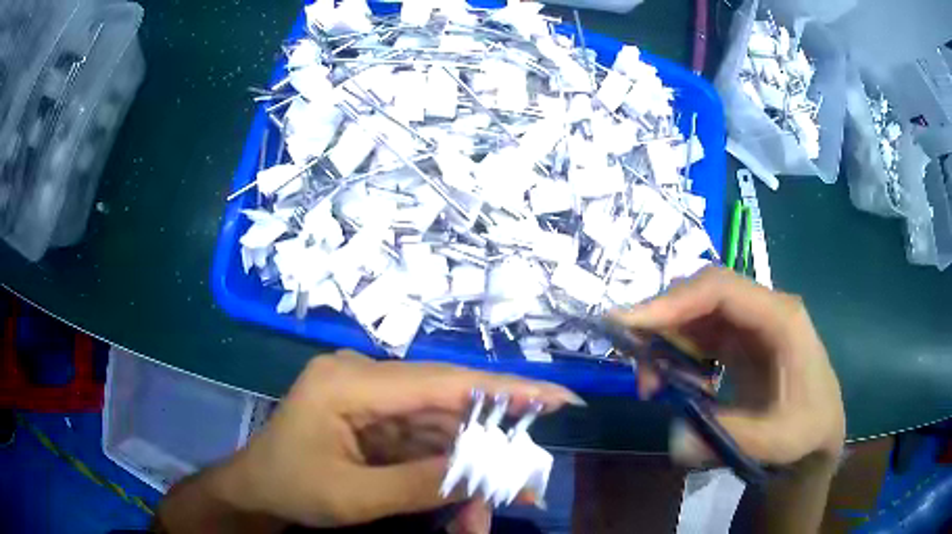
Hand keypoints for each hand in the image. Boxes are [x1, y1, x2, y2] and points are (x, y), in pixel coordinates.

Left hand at [204, 351, 582, 529]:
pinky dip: (447, 468)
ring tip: (490, 507)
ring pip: (440, 427)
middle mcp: (364, 376)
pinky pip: (423, 439)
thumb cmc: (291, 487)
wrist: (257, 489)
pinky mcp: (375, 415)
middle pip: (446, 406)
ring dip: (469, 466)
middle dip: (490, 445)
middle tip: (528, 479)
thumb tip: (486, 471)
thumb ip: (419, 484)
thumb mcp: (353, 496)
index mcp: (348, 382)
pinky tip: (461, 497)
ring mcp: (370, 395)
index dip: (504, 389)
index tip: (557, 398)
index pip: (441, 382)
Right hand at [610, 267, 844, 466]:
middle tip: (634, 364)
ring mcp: (751, 322)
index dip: (673, 302)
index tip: (629, 326)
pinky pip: (699, 333)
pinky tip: (674, 383)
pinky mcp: (740, 339)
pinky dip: (677, 353)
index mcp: (781, 319)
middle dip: (662, 322)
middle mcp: (764, 309)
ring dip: (666, 340)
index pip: (721, 290)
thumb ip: (728, 438)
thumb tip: (675, 441)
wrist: (819, 430)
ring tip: (653, 385)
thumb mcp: (776, 440)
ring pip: (696, 311)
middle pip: (702, 293)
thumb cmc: (807, 429)